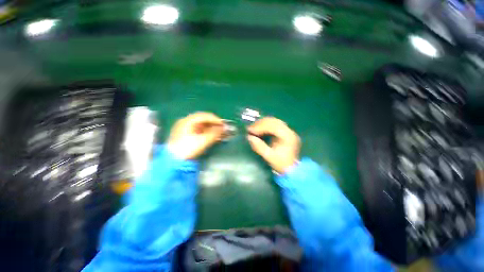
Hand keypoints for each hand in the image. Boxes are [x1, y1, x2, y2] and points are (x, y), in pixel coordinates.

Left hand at [167, 112, 224, 159]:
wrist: (173, 162)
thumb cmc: (188, 149)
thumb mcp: (203, 141)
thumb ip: (215, 133)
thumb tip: (224, 128)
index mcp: (188, 121)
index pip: (205, 116)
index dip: (215, 120)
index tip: (223, 125)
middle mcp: (185, 122)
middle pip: (203, 119)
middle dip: (214, 124)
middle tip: (222, 129)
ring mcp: (184, 128)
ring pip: (201, 125)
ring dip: (211, 128)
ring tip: (219, 133)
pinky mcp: (185, 134)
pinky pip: (198, 130)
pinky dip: (206, 132)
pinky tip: (211, 136)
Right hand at [247, 117, 299, 173]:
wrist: (291, 169)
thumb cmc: (281, 164)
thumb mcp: (269, 157)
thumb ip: (259, 146)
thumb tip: (249, 137)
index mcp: (288, 137)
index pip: (273, 126)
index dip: (260, 127)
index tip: (250, 130)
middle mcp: (289, 131)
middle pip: (274, 121)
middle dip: (260, 124)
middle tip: (250, 128)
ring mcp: (288, 131)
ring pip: (274, 121)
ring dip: (262, 123)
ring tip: (253, 128)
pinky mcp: (285, 132)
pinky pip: (274, 125)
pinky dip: (266, 126)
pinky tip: (259, 129)